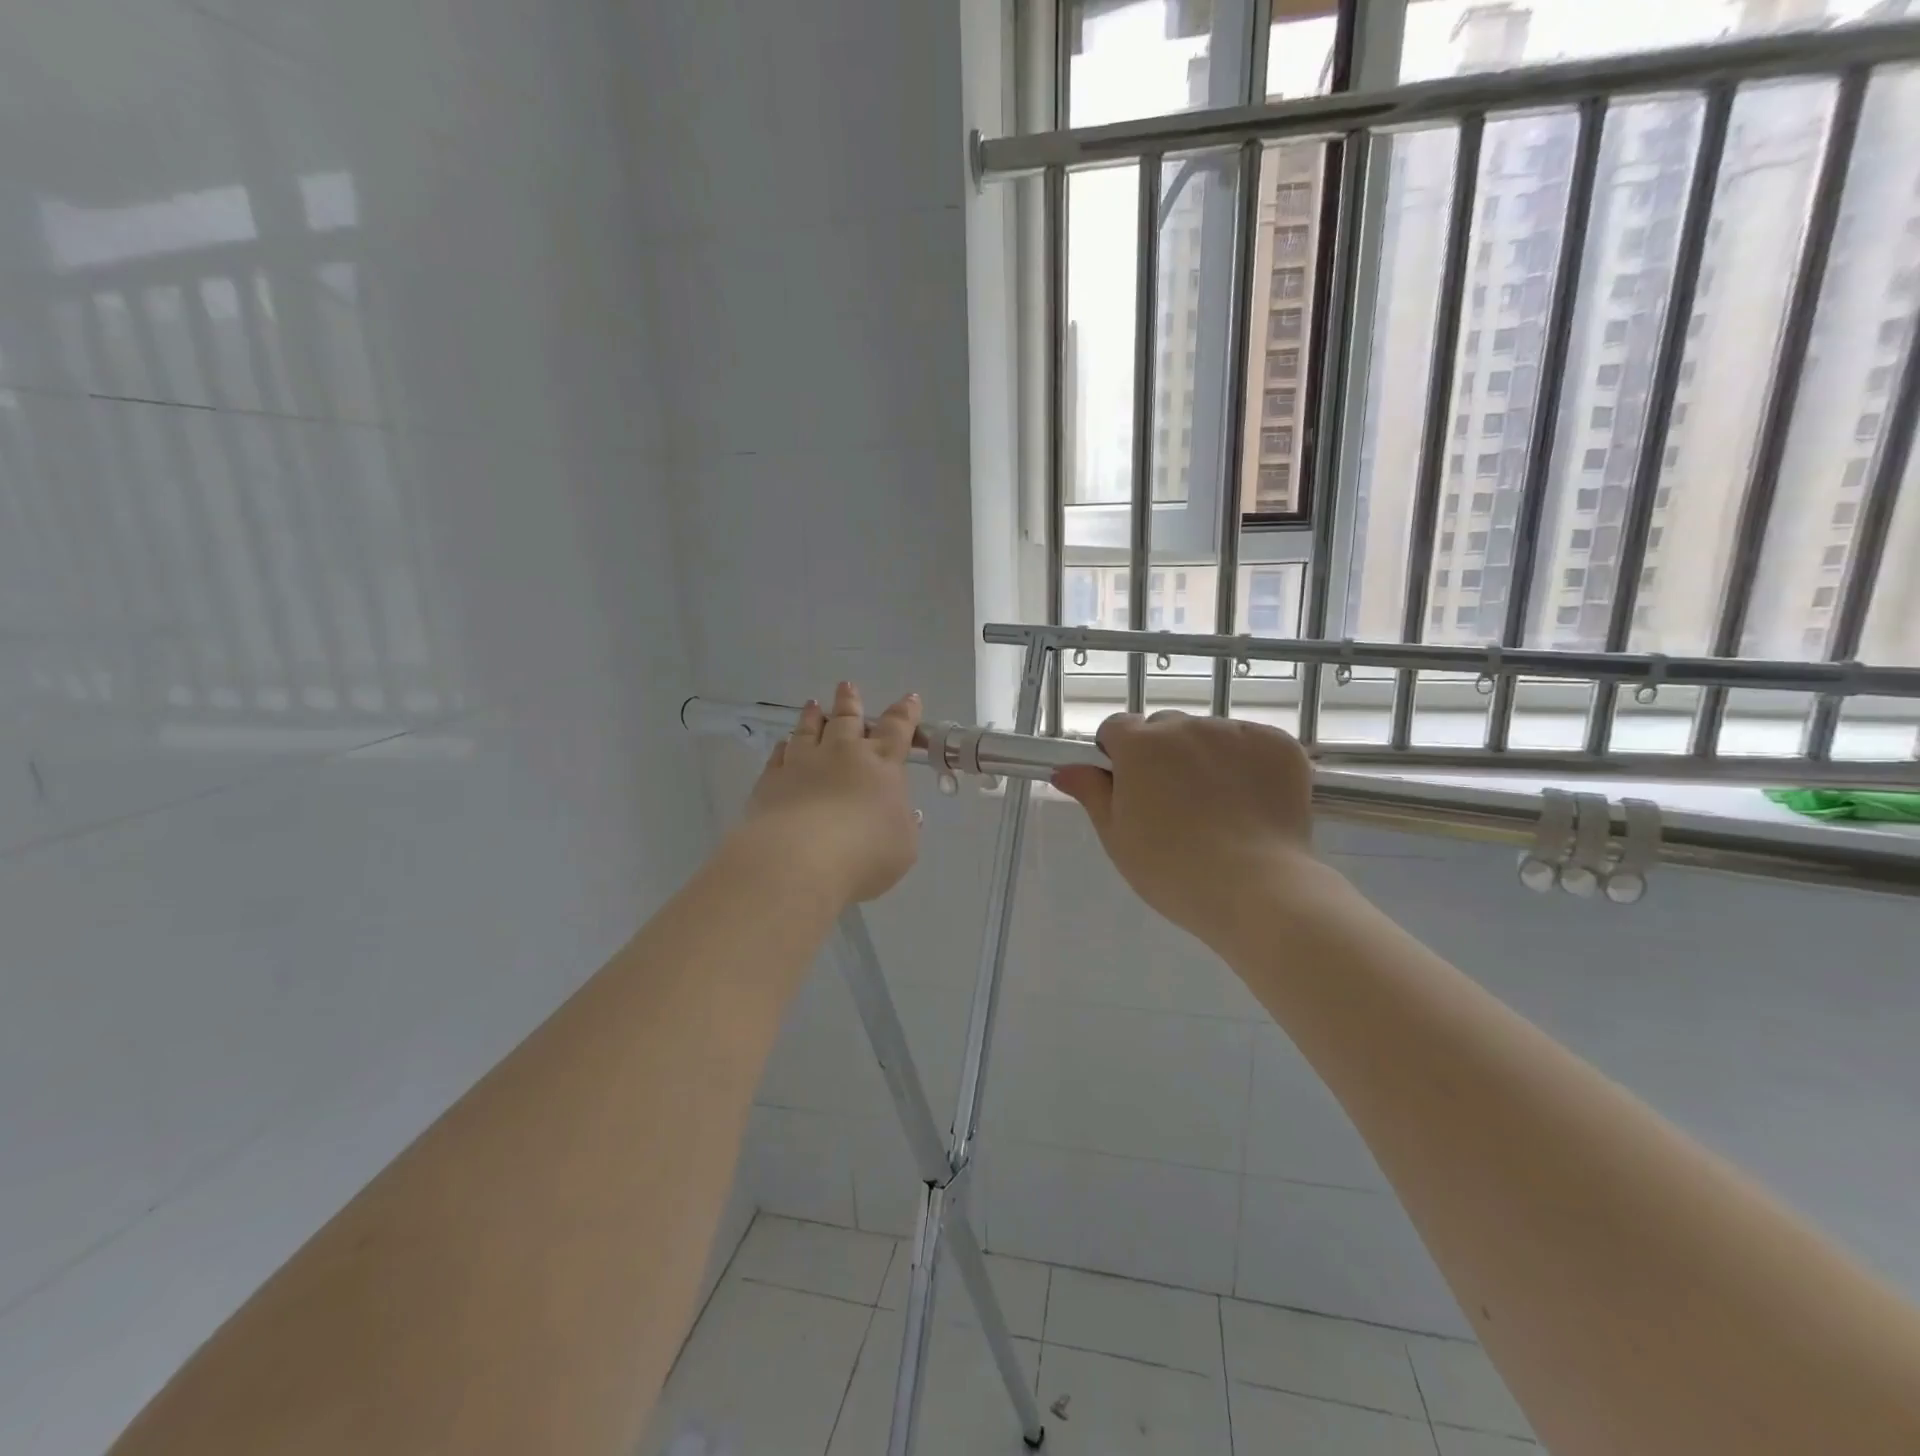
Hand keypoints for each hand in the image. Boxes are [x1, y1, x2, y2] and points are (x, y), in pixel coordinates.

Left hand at [739, 682, 922, 904]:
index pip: (897, 729)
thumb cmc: (864, 854)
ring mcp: (803, 763)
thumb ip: (906, 826)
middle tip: (847, 686)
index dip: (905, 713)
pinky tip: (783, 744)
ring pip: (808, 729)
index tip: (909, 698)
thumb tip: (907, 813)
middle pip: (848, 719)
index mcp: (881, 764)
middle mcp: (842, 754)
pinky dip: (784, 747)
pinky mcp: (772, 780)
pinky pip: (779, 755)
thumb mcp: (903, 846)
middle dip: (850, 701)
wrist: (798, 860)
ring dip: (813, 715)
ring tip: (813, 704)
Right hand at [1052, 711, 1319, 948]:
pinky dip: (1250, 763)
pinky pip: (1253, 743)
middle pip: (1165, 728)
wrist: (1256, 889)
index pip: (1117, 727)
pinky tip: (1252, 802)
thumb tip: (1064, 769)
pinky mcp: (1279, 744)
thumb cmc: (1171, 869)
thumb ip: (1091, 793)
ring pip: (1211, 734)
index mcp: (1139, 745)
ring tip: (1220, 807)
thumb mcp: (1117, 836)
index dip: (1119, 754)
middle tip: (1175, 803)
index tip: (1130, 785)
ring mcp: (1235, 732)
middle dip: (1164, 754)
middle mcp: (1185, 726)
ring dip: (1207, 756)